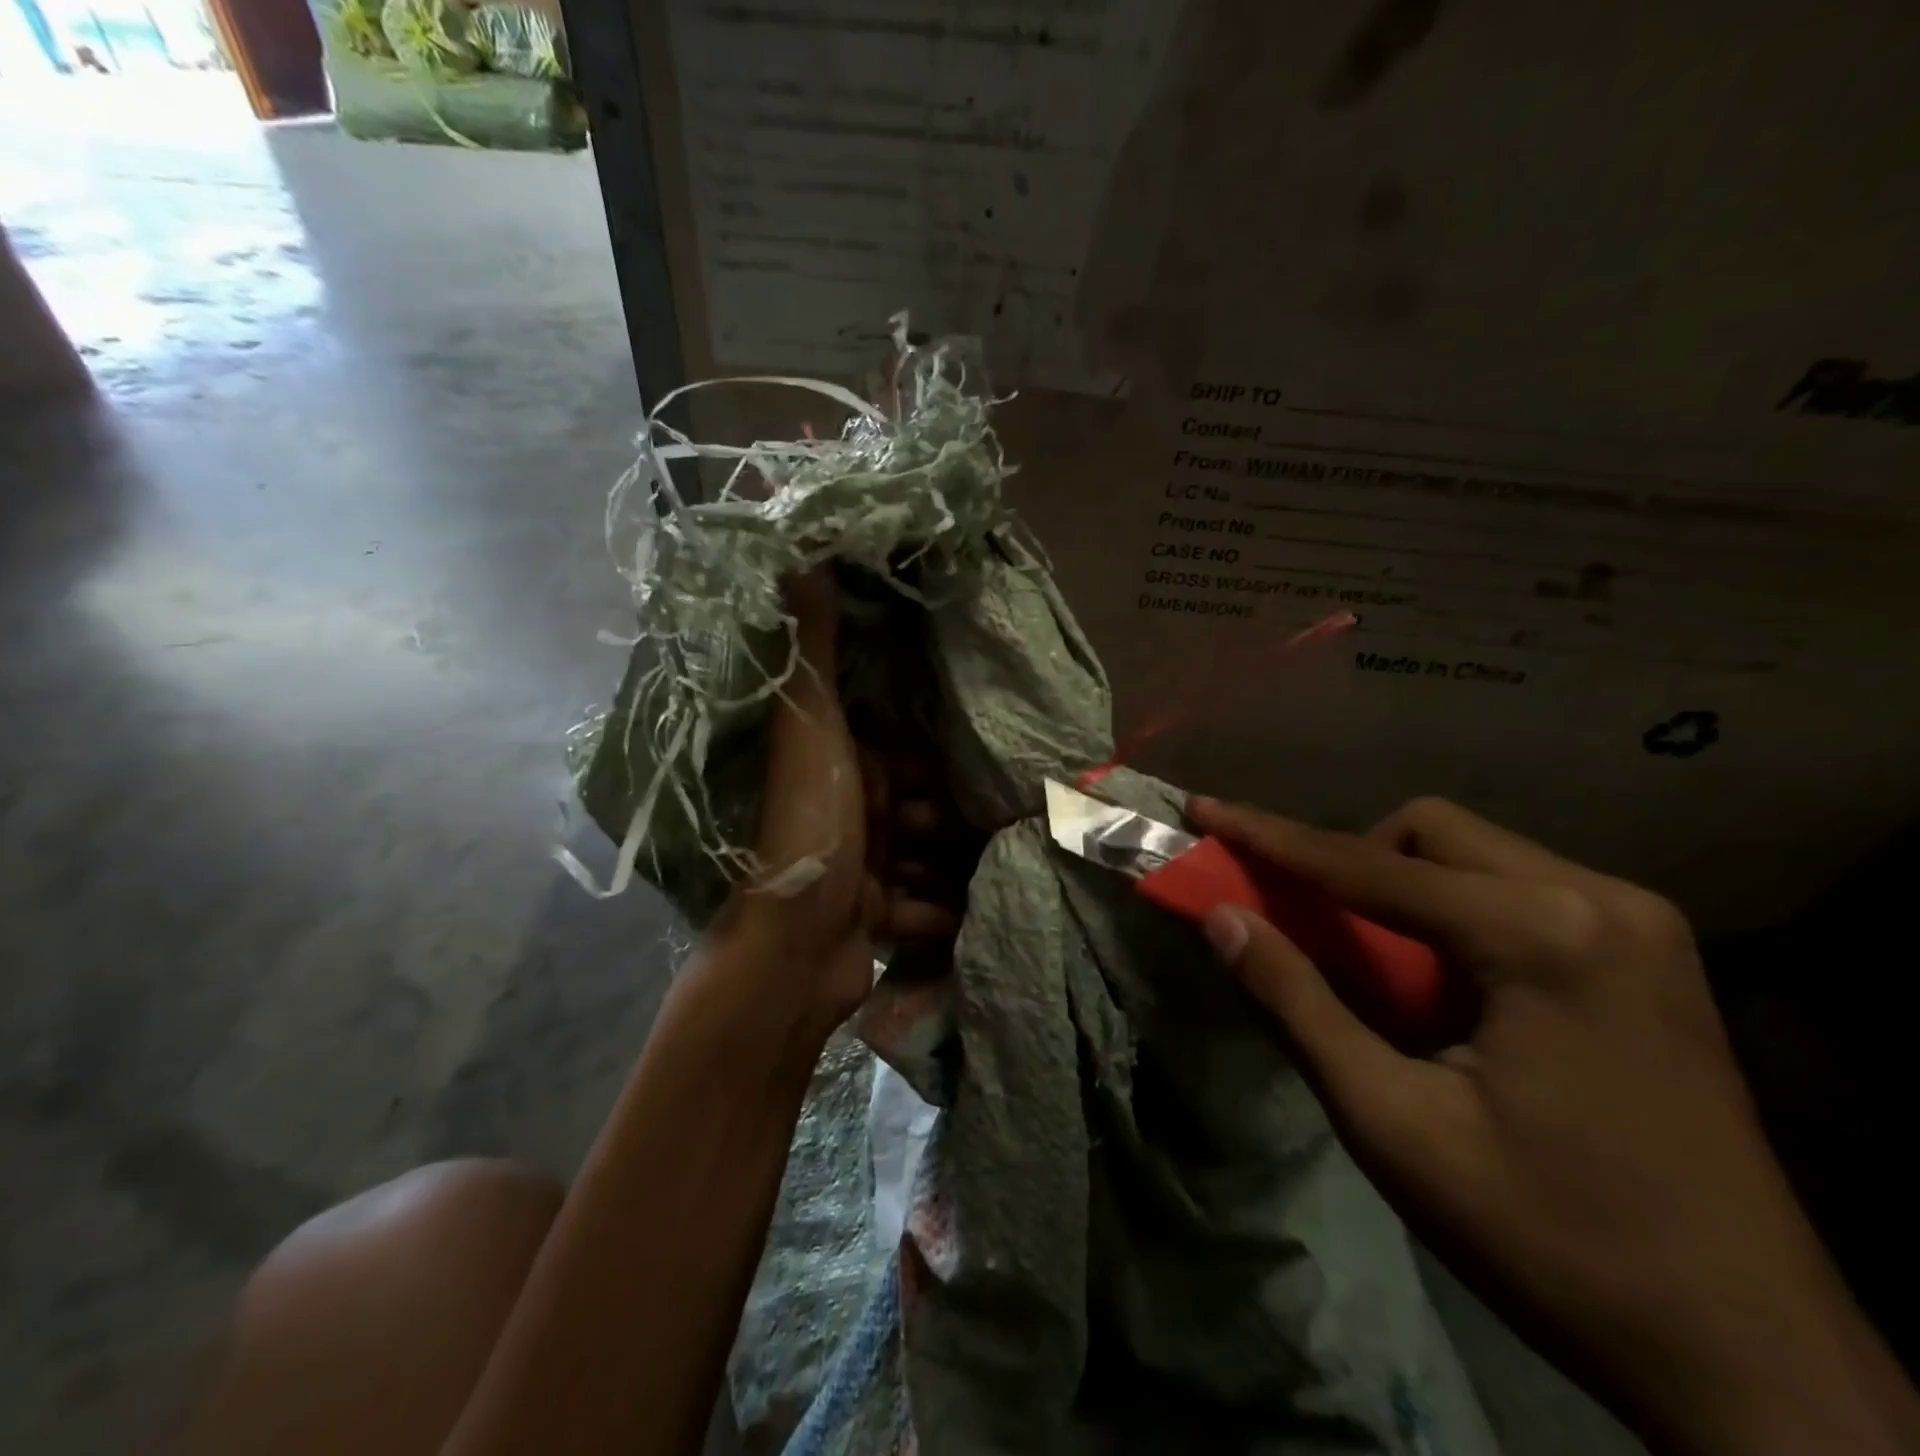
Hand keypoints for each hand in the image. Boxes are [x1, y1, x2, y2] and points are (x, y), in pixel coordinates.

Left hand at [712, 570, 962, 1032]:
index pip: (889, 749)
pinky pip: (919, 906)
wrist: (791, 956)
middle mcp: (839, 812)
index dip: (919, 757)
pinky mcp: (870, 917)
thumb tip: (789, 538)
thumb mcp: (811, 729)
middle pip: (912, 804)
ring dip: (944, 863)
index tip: (958, 762)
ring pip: (920, 855)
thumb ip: (812, 645)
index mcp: (827, 764)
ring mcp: (856, 868)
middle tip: (958, 826)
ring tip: (975, 870)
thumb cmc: (807, 830)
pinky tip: (968, 914)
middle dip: (938, 815)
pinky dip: (937, 910)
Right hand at [1189, 794, 1919, 1455]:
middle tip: (1307, 926)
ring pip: (1474, 855)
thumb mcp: (1392, 1124)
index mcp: (1544, 936)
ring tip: (1377, 970)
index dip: (1270, 836)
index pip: (1368, 864)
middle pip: (1430, 831)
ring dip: (1401, 889)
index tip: (1203, 808)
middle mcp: (1602, 900)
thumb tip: (1221, 917)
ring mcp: (1641, 924)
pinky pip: (1517, 891)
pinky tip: (1446, 988)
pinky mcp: (1655, 955)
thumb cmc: (1552, 1242)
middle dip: (1349, 862)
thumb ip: (1297, 1004)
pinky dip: (1452, 914)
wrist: (1757, 1366)